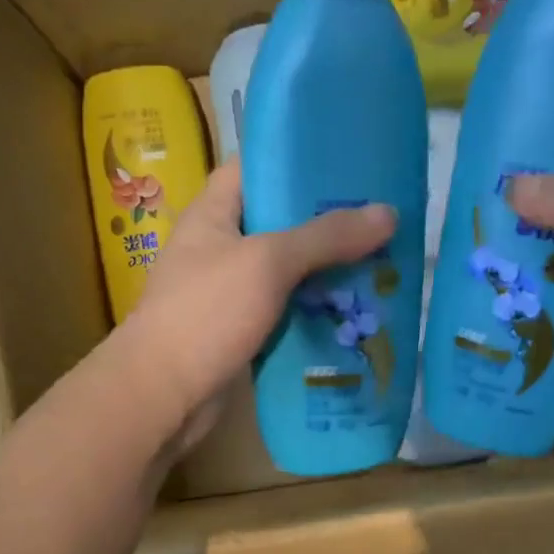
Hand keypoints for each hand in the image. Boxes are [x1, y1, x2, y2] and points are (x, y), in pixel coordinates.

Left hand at [126, 159, 397, 450]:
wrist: (165, 394)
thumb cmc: (207, 313)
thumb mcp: (268, 263)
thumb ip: (326, 237)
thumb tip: (388, 213)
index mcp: (212, 214)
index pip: (252, 168)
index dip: (293, 159)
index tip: (344, 161)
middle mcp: (219, 248)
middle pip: (278, 223)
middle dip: (325, 223)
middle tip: (378, 219)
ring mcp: (228, 293)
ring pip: (285, 272)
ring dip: (325, 272)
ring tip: (379, 263)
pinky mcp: (240, 332)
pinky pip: (284, 311)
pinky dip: (314, 311)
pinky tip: (353, 312)